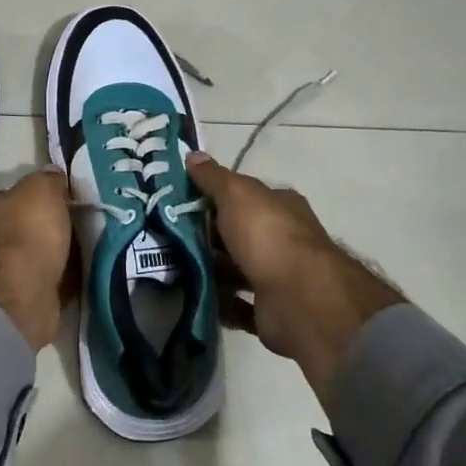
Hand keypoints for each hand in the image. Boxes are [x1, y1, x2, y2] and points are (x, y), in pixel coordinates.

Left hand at [0, 166, 72, 352]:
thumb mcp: (41, 191)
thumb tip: (53, 174)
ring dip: (56, 256)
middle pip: (23, 227)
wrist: (19, 299)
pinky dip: (60, 280)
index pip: (13, 196)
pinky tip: (81, 276)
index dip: (40, 197)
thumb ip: (47, 180)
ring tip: (86, 251)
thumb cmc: (26, 235)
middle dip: (48, 228)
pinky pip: (45, 282)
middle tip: (80, 226)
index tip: (67, 200)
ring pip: (35, 256)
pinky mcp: (15, 300)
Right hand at [186, 152, 403, 410]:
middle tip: (167, 239)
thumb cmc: (267, 236)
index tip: (179, 204)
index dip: (213, 198)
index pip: (243, 197)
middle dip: (206, 238)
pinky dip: (218, 303)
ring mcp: (278, 277)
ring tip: (171, 270)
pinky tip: (193, 298)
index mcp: (279, 208)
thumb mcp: (237, 194)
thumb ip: (214, 178)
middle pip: (237, 235)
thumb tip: (193, 154)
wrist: (299, 298)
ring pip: (235, 271)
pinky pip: (237, 306)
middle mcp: (282, 240)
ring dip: (209, 272)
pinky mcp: (270, 311)